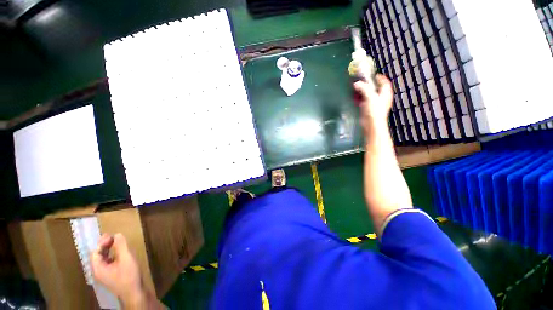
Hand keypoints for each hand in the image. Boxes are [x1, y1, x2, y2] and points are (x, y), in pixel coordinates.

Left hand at [91, 233, 143, 305]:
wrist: (135, 293)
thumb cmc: (129, 276)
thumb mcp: (126, 258)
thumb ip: (121, 246)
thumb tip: (117, 234)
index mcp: (98, 268)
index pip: (95, 252)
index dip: (102, 242)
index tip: (112, 235)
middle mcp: (99, 272)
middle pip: (98, 256)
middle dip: (105, 245)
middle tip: (113, 236)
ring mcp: (106, 275)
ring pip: (104, 259)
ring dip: (109, 250)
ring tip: (117, 242)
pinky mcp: (113, 276)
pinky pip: (110, 263)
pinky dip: (113, 255)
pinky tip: (121, 253)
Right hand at [353, 74, 392, 134]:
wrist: (372, 125)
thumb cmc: (375, 110)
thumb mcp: (370, 97)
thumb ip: (364, 88)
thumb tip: (356, 83)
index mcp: (385, 93)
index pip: (384, 82)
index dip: (379, 77)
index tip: (371, 75)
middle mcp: (381, 97)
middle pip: (375, 88)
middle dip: (367, 84)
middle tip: (360, 81)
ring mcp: (374, 103)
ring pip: (368, 94)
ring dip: (362, 91)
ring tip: (355, 88)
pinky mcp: (368, 109)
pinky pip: (363, 101)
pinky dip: (359, 98)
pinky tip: (354, 97)